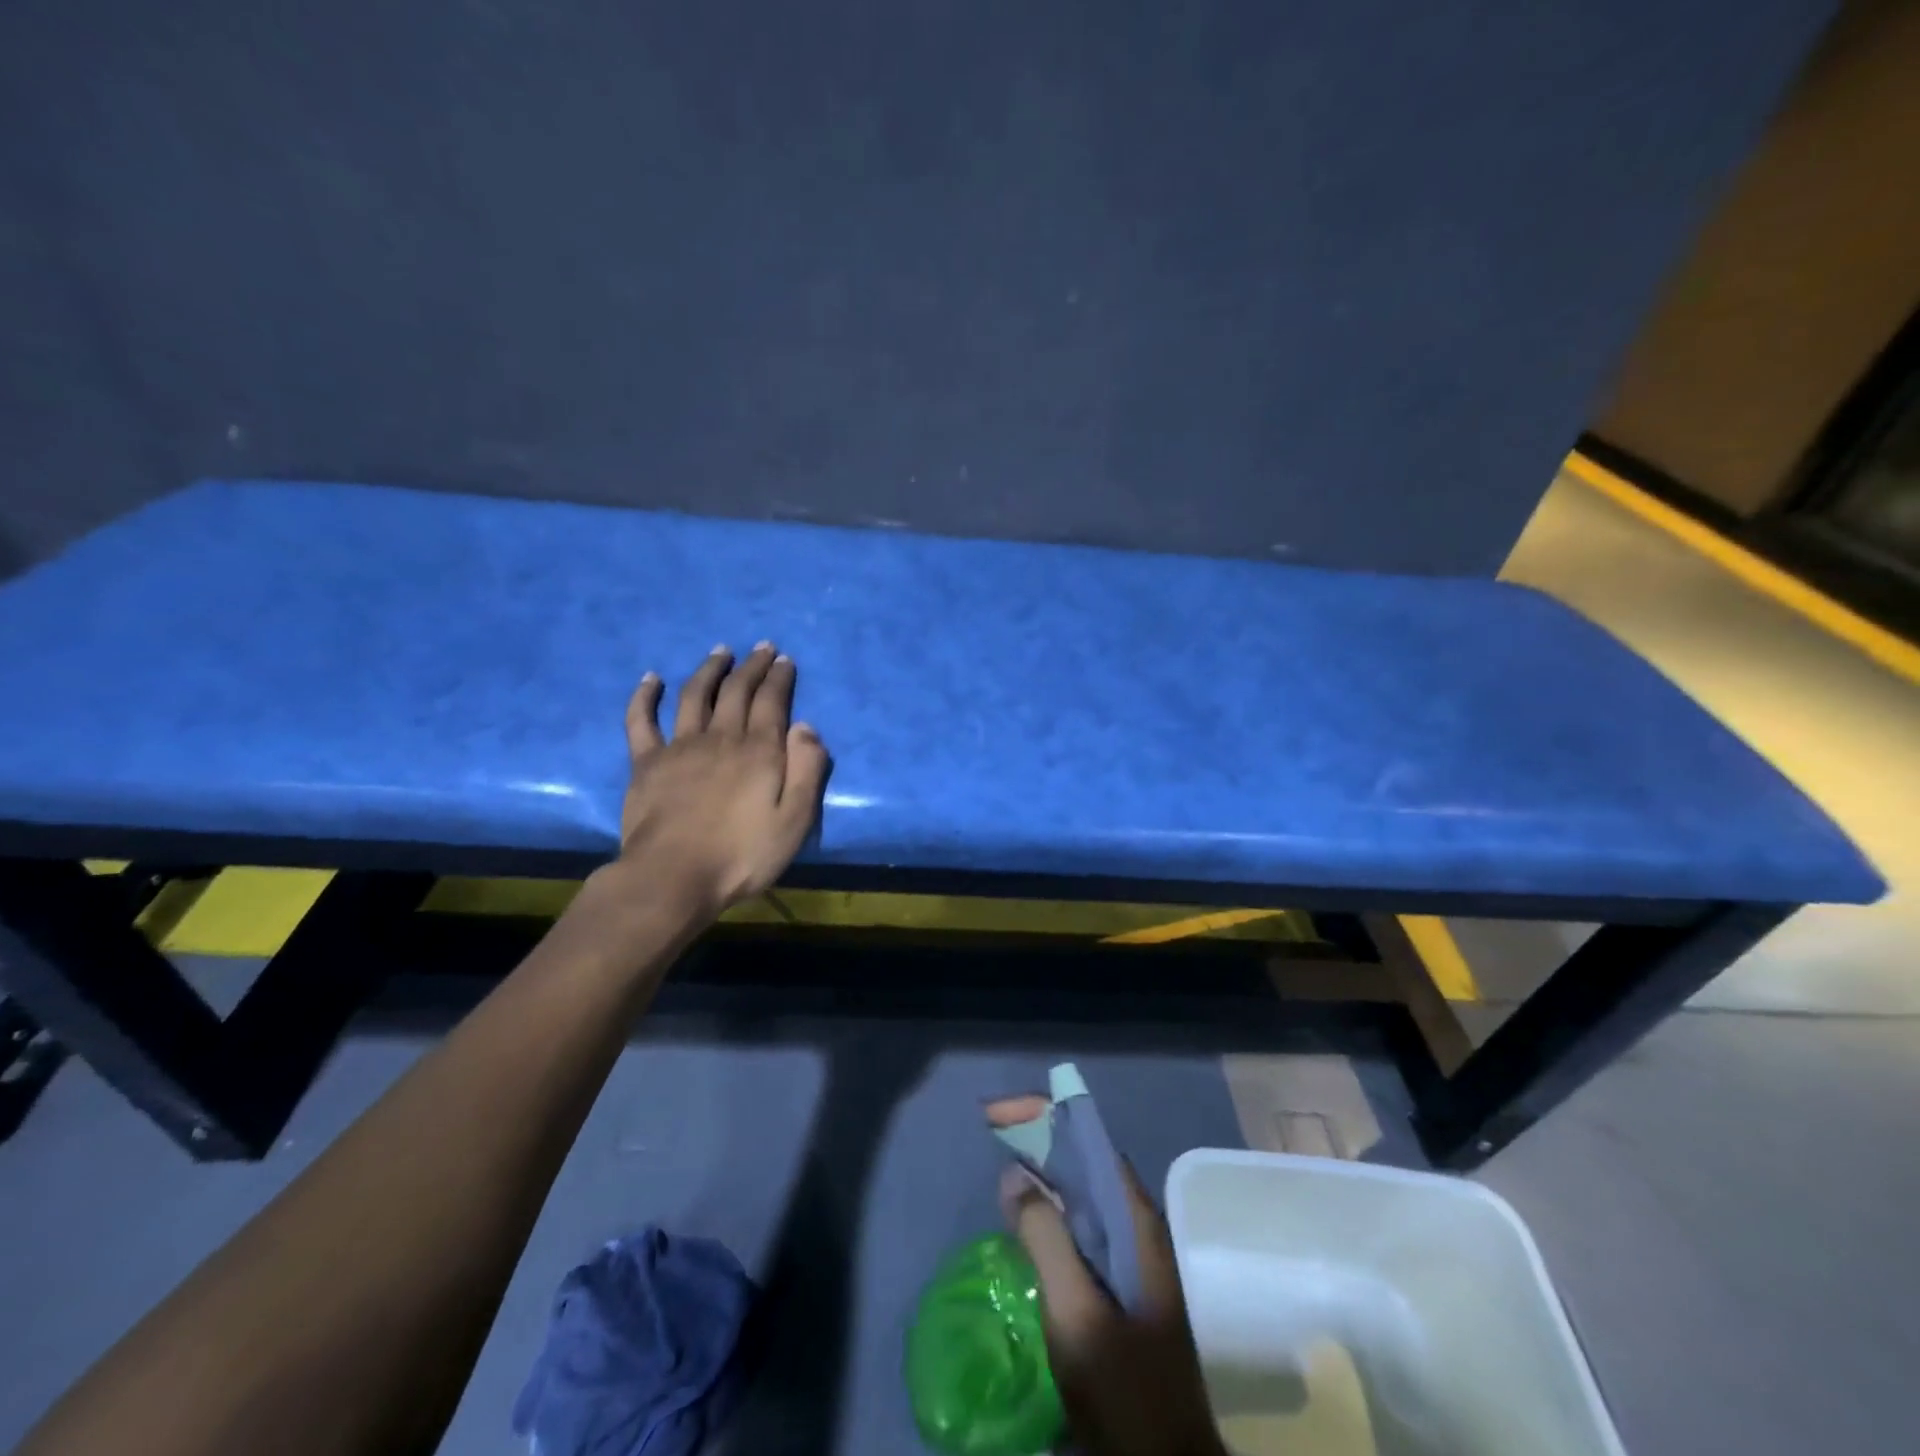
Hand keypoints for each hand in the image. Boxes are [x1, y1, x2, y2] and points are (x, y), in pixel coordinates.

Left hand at [612, 643, 831, 913]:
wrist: (673, 877)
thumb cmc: (742, 854)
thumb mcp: (795, 820)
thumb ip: (807, 770)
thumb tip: (806, 726)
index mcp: (759, 750)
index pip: (772, 701)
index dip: (779, 677)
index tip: (784, 659)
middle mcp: (721, 737)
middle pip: (737, 691)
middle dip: (752, 666)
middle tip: (762, 648)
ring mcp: (680, 746)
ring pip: (696, 695)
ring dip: (710, 669)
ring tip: (720, 651)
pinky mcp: (646, 762)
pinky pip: (642, 720)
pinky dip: (645, 696)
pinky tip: (652, 678)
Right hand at [990, 1110, 1226, 1455]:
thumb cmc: (1125, 1388)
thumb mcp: (1077, 1312)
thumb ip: (1046, 1237)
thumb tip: (1015, 1174)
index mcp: (1134, 1219)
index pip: (1088, 1140)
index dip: (1044, 1115)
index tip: (997, 1114)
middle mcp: (1135, 1226)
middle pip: (1083, 1161)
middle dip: (1038, 1137)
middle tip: (991, 1131)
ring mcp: (1129, 1258)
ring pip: (1081, 1194)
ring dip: (1041, 1172)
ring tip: (1000, 1166)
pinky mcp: (1118, 1288)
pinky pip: (1079, 1228)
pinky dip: (1048, 1211)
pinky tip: (1023, 1223)